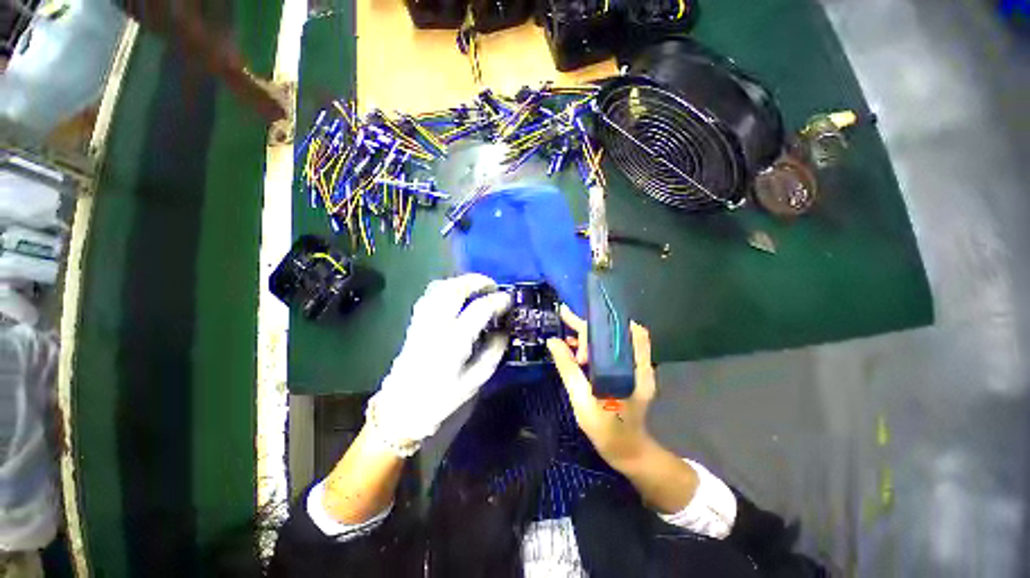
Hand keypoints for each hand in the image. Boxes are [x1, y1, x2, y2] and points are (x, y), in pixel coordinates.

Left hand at [367, 274, 511, 455]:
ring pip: (440, 287)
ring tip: (477, 287)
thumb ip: (493, 353)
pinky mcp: (415, 322)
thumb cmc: (441, 399)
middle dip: (477, 281)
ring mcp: (422, 321)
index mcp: (453, 341)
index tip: (508, 300)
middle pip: (455, 289)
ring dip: (461, 281)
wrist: (401, 409)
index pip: (479, 309)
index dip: (497, 301)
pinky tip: (456, 295)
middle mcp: (436, 325)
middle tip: (493, 286)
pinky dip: (446, 288)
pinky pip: (430, 295)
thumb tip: (504, 331)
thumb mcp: (475, 381)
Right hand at [547, 308, 657, 471]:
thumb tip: (553, 341)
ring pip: (615, 337)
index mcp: (631, 371)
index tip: (576, 329)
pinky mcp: (633, 370)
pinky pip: (614, 348)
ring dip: (592, 334)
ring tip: (568, 336)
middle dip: (589, 325)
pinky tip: (578, 349)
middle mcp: (639, 364)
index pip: (620, 332)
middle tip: (565, 317)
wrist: (629, 450)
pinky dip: (597, 344)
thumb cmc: (606, 429)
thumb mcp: (581, 399)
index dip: (599, 325)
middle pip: (616, 331)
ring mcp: (638, 367)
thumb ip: (568, 368)